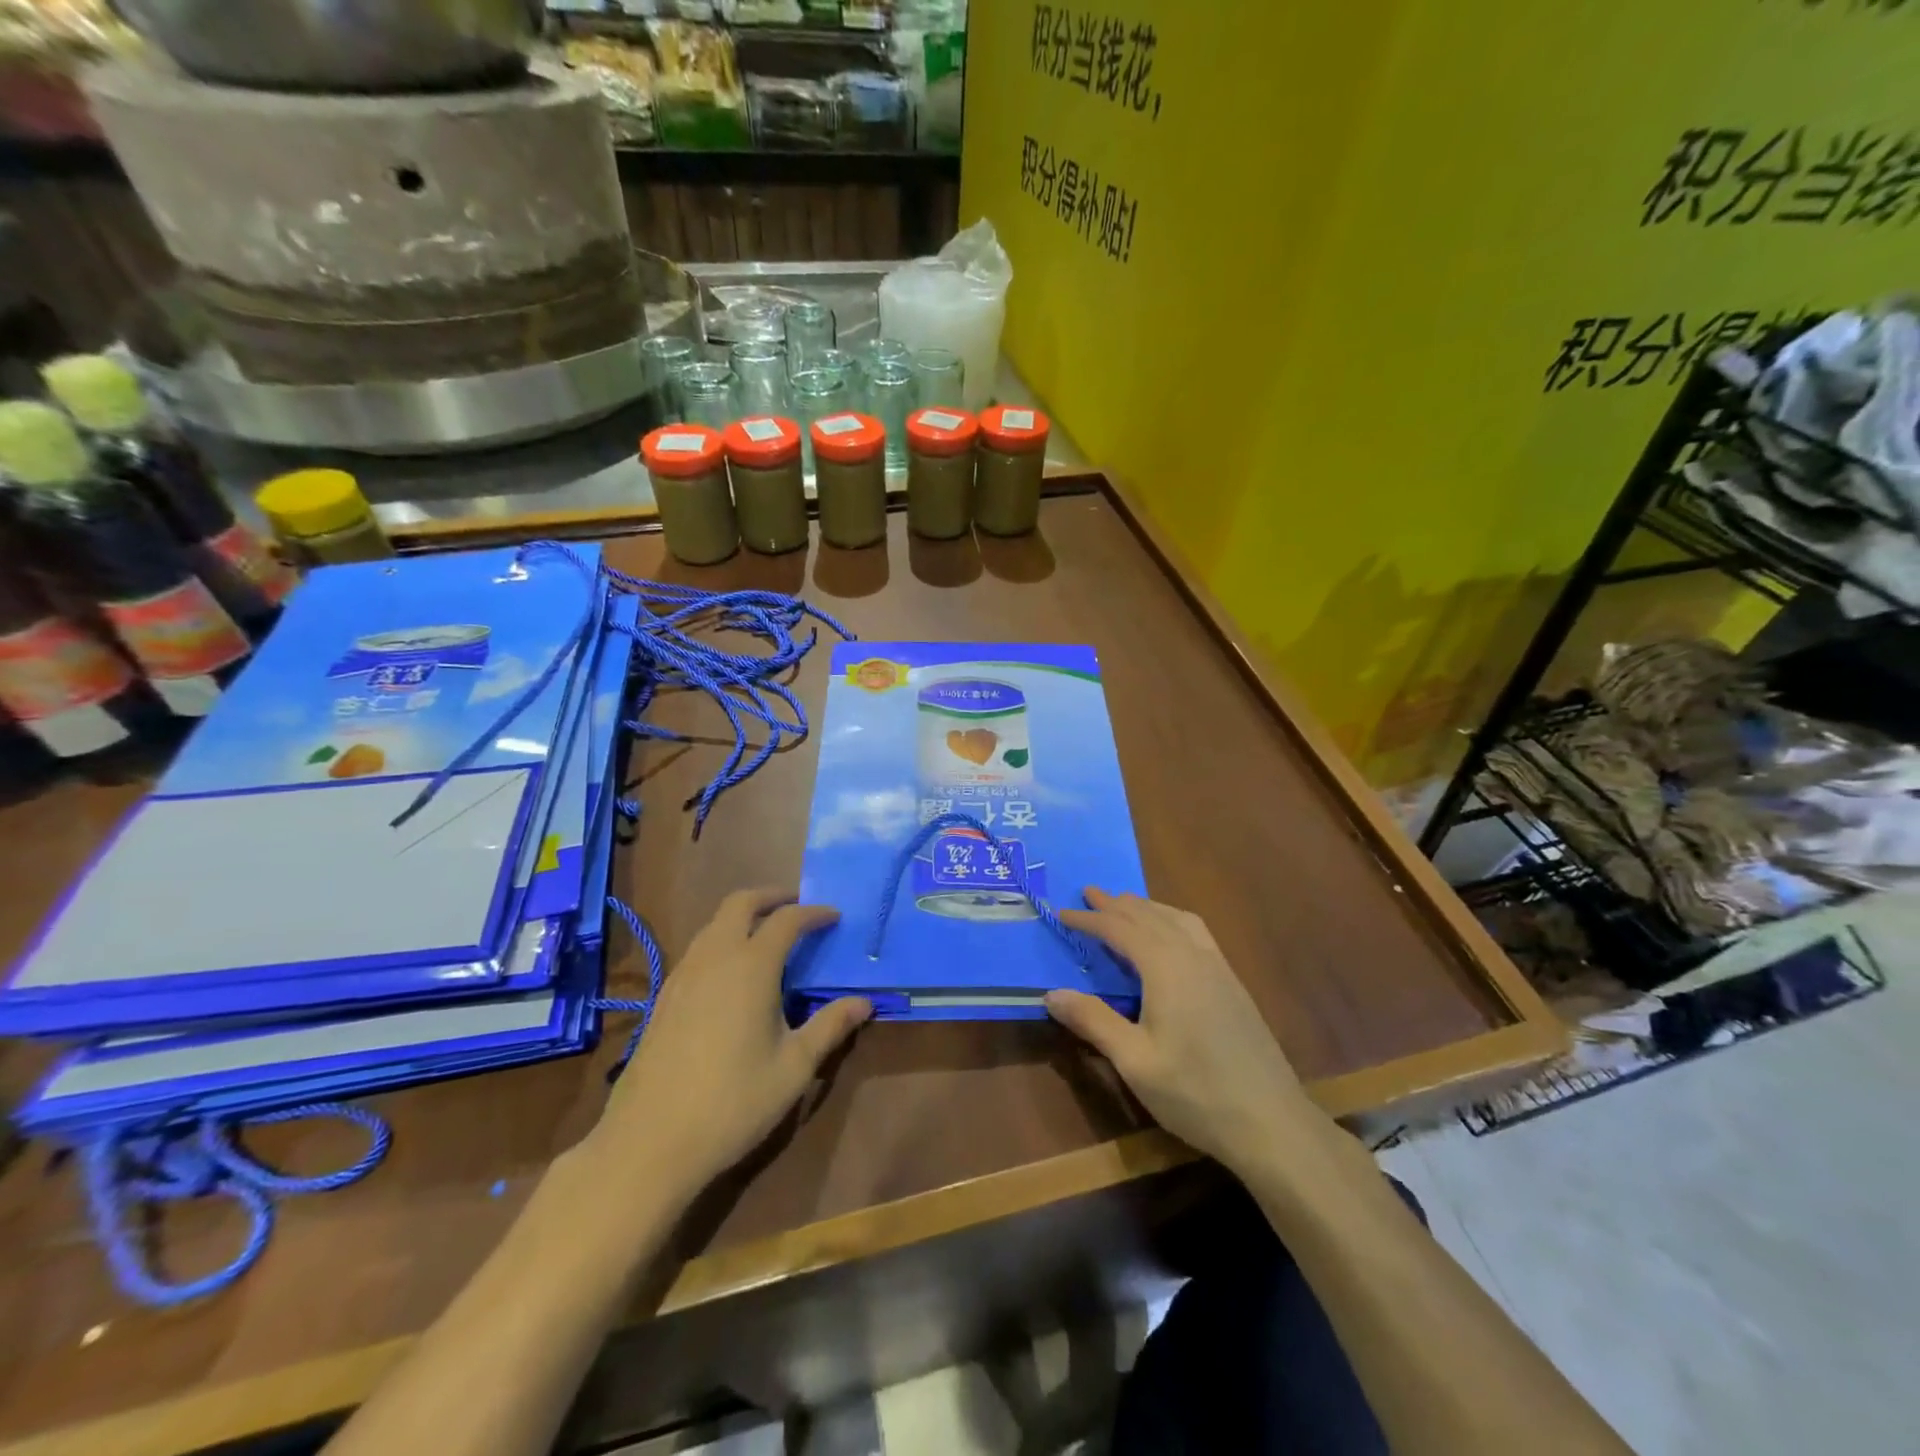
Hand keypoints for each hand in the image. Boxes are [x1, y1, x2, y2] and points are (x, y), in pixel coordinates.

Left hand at [591, 888, 870, 1189]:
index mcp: (751, 966)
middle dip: (772, 897)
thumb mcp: (794, 1067)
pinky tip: (733, 974)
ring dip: (744, 917)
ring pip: (714, 924)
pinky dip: (723, 941)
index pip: (787, 920)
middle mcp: (715, 957)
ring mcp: (683, 975)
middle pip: (741, 903)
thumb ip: (829, 1027)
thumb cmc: (733, 1102)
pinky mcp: (664, 997)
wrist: (649, 1142)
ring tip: (769, 936)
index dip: (814, 913)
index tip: (835, 917)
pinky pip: (699, 949)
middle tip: (798, 906)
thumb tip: (863, 1003)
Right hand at [1045, 888, 1311, 1172]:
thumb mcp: (1134, 1061)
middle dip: (1116, 904)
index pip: (1120, 929)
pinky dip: (1172, 920)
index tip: (1061, 912)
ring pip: (1177, 919)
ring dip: (1147, 907)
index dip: (1089, 919)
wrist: (1272, 1122)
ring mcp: (1219, 968)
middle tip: (1089, 893)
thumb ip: (1093, 1021)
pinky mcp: (1233, 984)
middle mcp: (1193, 956)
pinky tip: (1171, 936)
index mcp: (1167, 968)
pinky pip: (1197, 932)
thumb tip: (1051, 993)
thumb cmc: (1196, 1093)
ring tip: (1125, 905)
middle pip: (1149, 916)